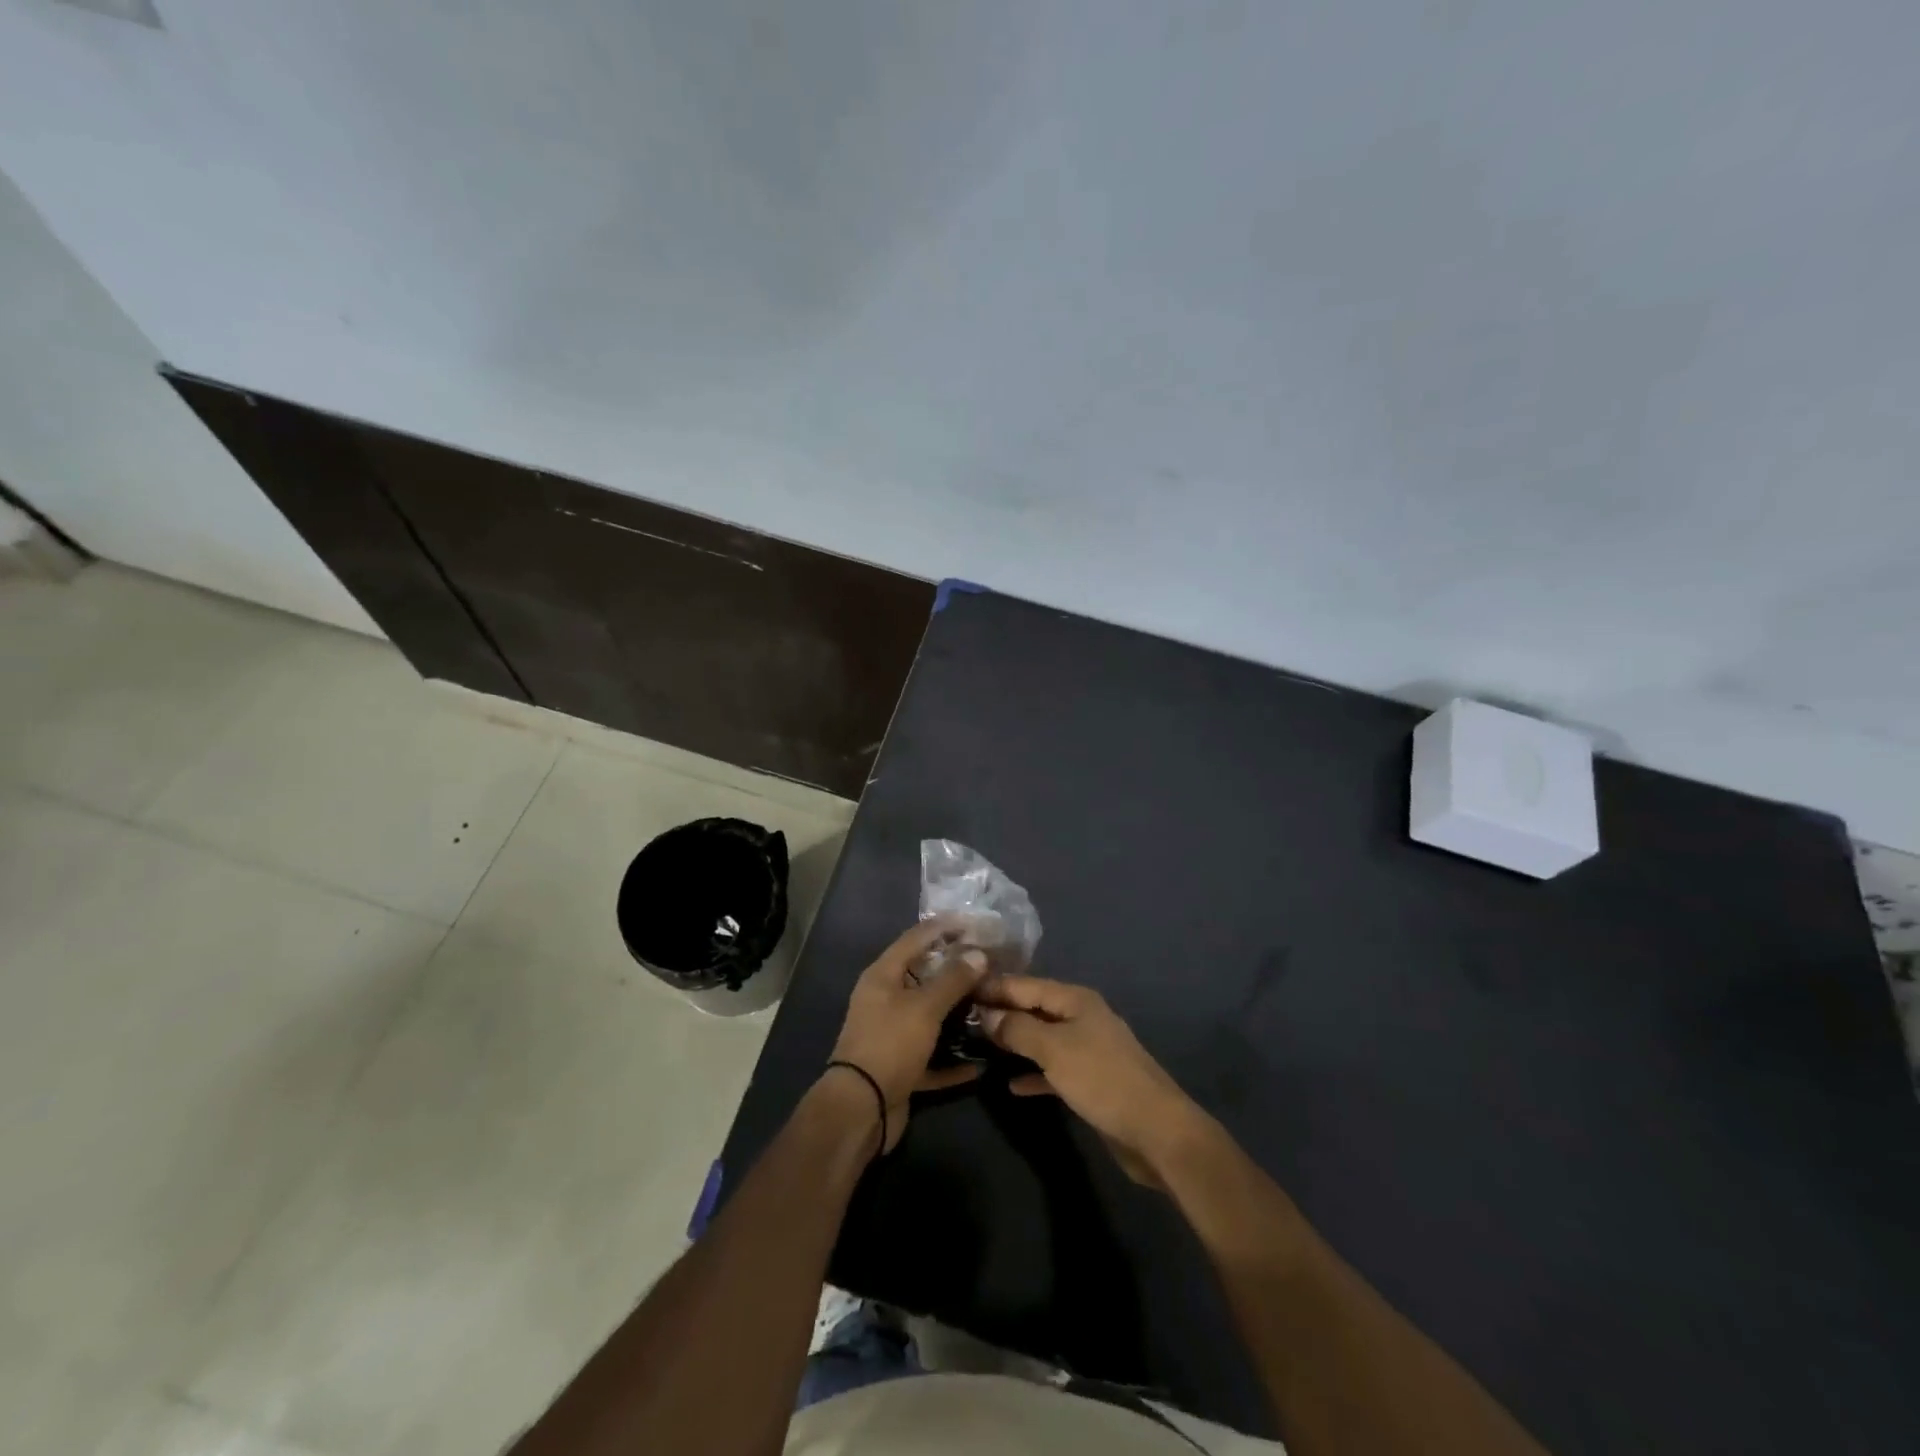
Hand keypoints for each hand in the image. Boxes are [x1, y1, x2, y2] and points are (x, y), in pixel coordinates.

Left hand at [829, 918, 988, 1152]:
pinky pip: (932, 1057)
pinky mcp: (900, 1067)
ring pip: (930, 1017)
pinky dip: (953, 1059)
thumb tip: (978, 953)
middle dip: (957, 972)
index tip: (977, 924)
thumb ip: (953, 979)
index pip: (916, 938)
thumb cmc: (890, 1045)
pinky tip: (981, 1062)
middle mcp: (885, 1000)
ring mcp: (892, 1035)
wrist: (860, 1110)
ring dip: (958, 1015)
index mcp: (883, 976)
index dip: (945, 927)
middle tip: (992, 966)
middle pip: (925, 977)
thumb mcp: (924, 1007)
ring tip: (992, 1006)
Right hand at [976, 975, 1208, 1185]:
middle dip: (1001, 1012)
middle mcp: (1081, 1017)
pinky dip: (1033, 1073)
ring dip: (1014, 1042)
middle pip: (1034, 1009)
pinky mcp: (1091, 1081)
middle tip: (961, 1018)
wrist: (1156, 1131)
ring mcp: (1087, 1049)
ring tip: (977, 1046)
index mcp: (1075, 1000)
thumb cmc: (1102, 1080)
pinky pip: (1053, 1069)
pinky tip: (1010, 1085)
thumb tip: (986, 1013)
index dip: (994, 987)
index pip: (1025, 985)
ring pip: (1042, 1039)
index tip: (959, 988)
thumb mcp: (1054, 1050)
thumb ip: (1017, 1029)